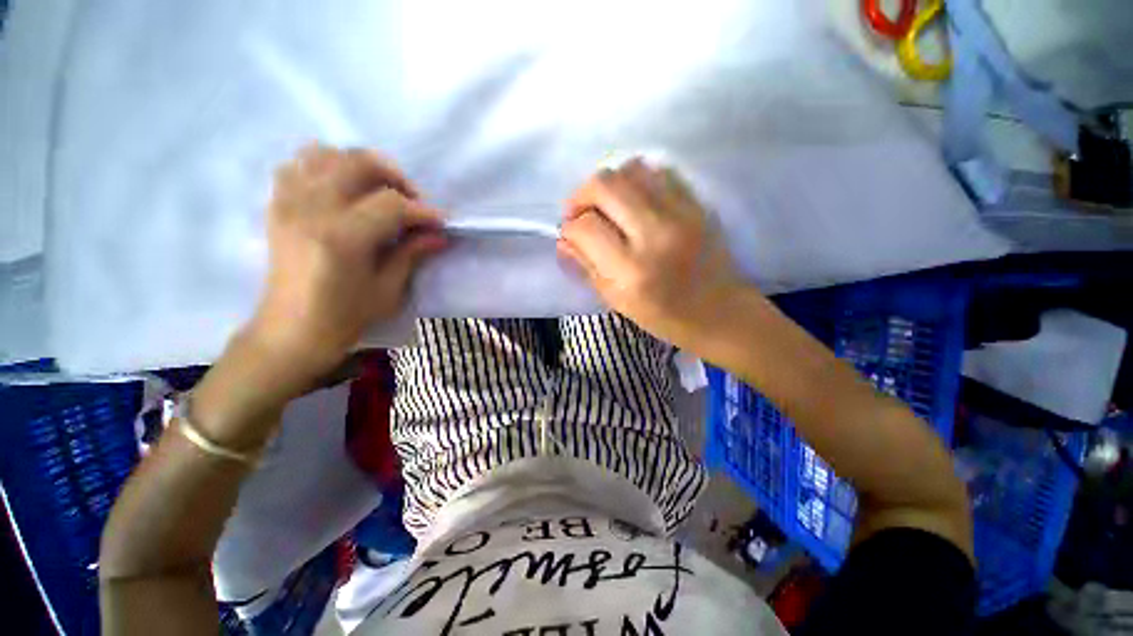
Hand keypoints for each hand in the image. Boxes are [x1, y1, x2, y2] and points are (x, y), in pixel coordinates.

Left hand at [247, 144, 445, 388]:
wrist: (291, 331)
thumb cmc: (345, 318)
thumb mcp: (388, 291)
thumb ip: (412, 255)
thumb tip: (439, 236)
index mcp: (342, 238)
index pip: (391, 204)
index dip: (422, 211)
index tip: (440, 222)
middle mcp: (311, 210)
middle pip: (358, 163)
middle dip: (395, 177)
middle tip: (412, 202)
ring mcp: (289, 203)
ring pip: (326, 154)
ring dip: (360, 166)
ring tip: (377, 191)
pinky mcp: (278, 206)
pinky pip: (298, 165)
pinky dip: (325, 167)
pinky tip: (342, 189)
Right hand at [558, 159, 748, 346]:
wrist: (720, 312)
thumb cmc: (665, 317)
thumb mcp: (617, 301)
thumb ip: (586, 267)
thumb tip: (563, 240)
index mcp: (631, 271)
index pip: (585, 227)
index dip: (569, 228)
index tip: (570, 235)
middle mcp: (655, 234)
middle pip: (604, 185)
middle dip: (581, 196)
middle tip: (580, 213)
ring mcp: (681, 213)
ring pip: (630, 169)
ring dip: (608, 184)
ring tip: (607, 206)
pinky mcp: (697, 204)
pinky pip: (659, 171)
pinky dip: (637, 180)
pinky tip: (635, 201)